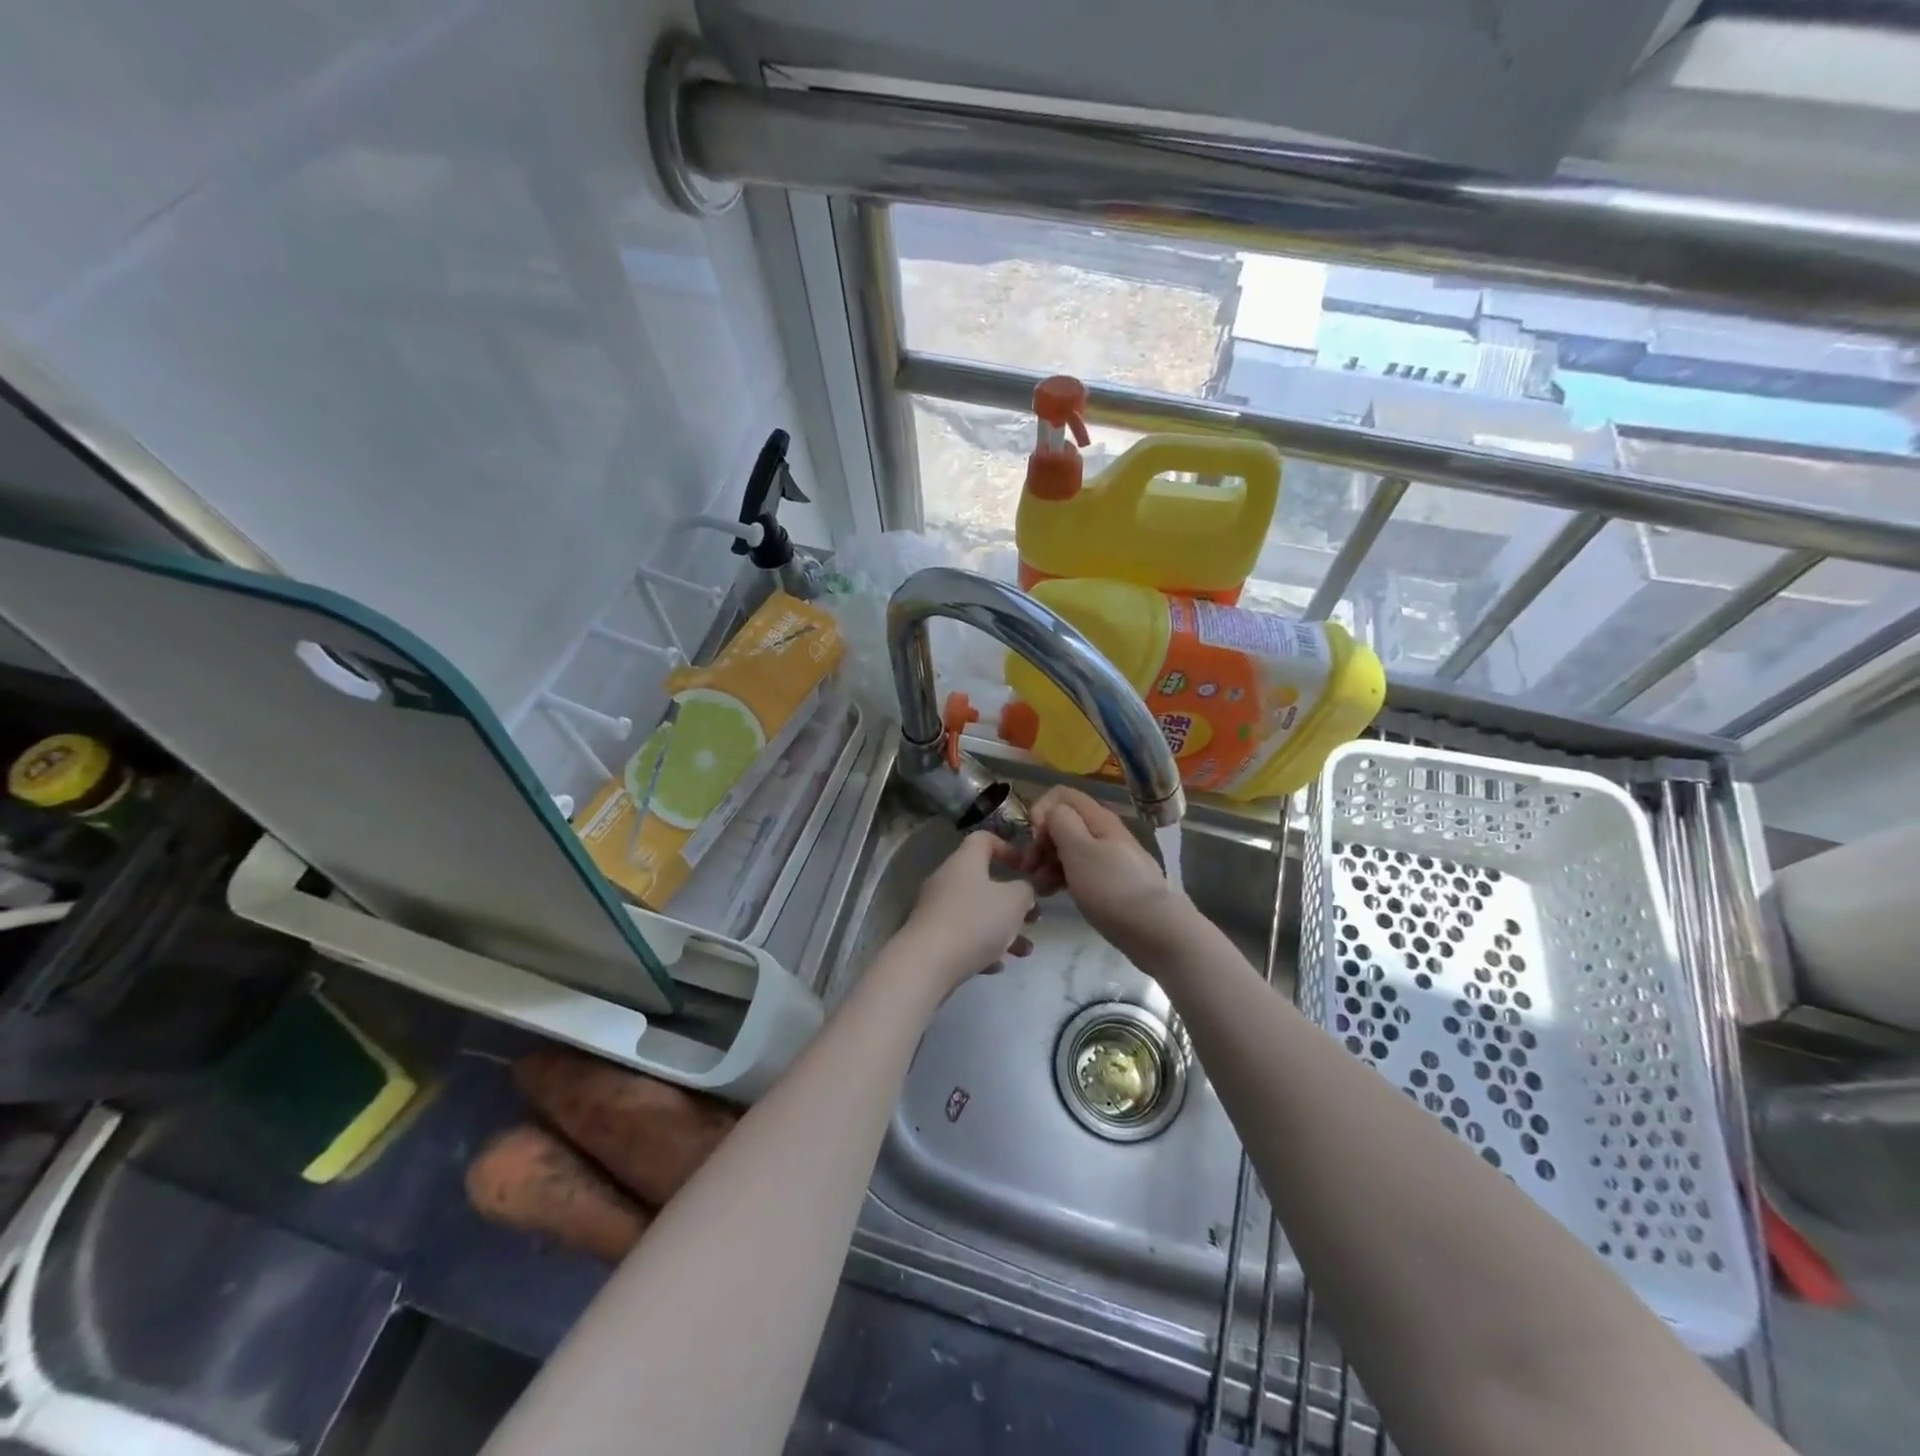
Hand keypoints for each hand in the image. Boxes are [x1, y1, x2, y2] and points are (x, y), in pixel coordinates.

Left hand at [897, 832, 1038, 991]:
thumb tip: (1023, 889)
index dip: (1007, 848)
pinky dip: (980, 947)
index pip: (983, 839)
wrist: (926, 963)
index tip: (1026, 869)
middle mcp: (946, 880)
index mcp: (965, 862)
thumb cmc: (975, 922)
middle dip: (1011, 901)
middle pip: (982, 881)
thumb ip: (1026, 890)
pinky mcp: (930, 937)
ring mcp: (935, 909)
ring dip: (1002, 929)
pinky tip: (995, 966)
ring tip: (1024, 951)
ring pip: (975, 913)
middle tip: (1033, 917)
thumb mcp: (1014, 902)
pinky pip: (961, 936)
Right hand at [1026, 786, 1185, 954]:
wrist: (1155, 929)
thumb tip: (1051, 812)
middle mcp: (1103, 831)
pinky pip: (1079, 869)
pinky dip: (1061, 877)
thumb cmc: (1110, 888)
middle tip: (1030, 868)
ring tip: (1039, 888)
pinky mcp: (1109, 881)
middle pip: (1063, 822)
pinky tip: (1052, 894)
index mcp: (1097, 818)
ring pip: (1068, 848)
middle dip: (1041, 841)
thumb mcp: (1078, 849)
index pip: (1061, 795)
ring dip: (1047, 863)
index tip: (1034, 838)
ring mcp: (1108, 857)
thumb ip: (1060, 822)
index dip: (1041, 810)